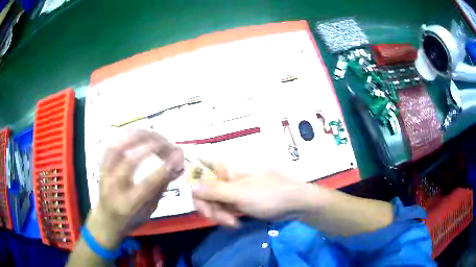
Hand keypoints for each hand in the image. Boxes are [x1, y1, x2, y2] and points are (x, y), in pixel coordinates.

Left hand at [87, 130, 183, 248]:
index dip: (165, 168)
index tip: (179, 155)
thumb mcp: (150, 211)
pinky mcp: (101, 166)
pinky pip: (111, 145)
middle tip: (168, 144)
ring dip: (138, 137)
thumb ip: (161, 188)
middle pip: (130, 161)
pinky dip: (124, 136)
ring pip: (117, 148)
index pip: (148, 183)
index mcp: (129, 205)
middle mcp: (114, 188)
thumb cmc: (130, 219)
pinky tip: (138, 133)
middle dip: (153, 147)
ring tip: (155, 134)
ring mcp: (105, 174)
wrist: (105, 220)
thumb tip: (177, 166)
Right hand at [192, 163, 313, 226]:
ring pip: (213, 200)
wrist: (296, 204)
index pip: (201, 163)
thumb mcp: (240, 194)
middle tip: (217, 219)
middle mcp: (227, 176)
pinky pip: (224, 208)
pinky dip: (226, 217)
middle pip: (203, 187)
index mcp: (227, 167)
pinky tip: (235, 223)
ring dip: (218, 214)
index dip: (192, 176)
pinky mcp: (239, 201)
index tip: (194, 194)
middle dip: (207, 205)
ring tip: (232, 223)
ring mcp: (233, 190)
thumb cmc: (270, 195)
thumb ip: (214, 190)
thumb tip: (192, 186)